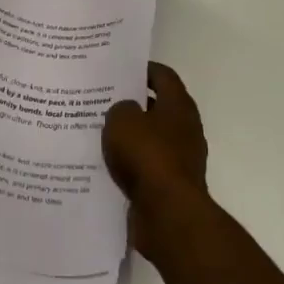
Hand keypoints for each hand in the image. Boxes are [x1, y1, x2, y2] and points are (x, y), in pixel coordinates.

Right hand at [104, 62, 209, 264]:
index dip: (142, 69)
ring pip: (150, 138)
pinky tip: (106, 164)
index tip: (119, 69)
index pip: (163, 75)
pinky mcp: (170, 185)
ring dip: (130, 135)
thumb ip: (120, 108)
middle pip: (157, 107)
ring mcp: (180, 159)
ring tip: (98, 131)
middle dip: (132, 102)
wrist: (167, 214)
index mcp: (178, 106)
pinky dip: (130, 163)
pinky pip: (146, 166)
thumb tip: (126, 112)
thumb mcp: (122, 120)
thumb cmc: (147, 156)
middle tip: (102, 99)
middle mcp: (184, 129)